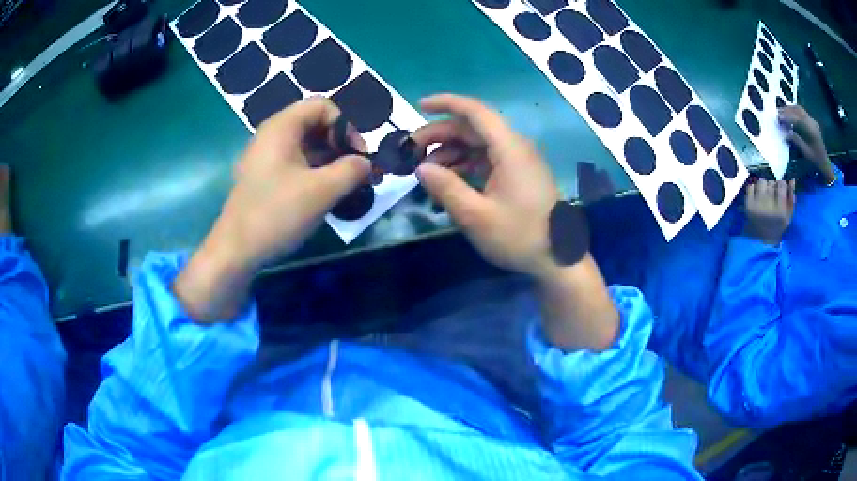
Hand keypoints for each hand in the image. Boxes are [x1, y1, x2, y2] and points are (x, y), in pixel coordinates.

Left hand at [174, 98, 370, 320]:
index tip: (357, 155)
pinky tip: (322, 194)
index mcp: (282, 127)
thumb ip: (352, 170)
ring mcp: (264, 156)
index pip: (322, 106)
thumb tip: (366, 163)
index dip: (345, 126)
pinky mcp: (262, 176)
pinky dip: (312, 171)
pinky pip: (293, 162)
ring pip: (304, 145)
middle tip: (353, 171)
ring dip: (328, 160)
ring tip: (343, 185)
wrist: (236, 250)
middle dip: (339, 144)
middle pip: (314, 124)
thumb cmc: (277, 214)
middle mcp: (271, 135)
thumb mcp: (322, 191)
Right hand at [412, 94, 561, 279]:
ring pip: (478, 143)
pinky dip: (465, 164)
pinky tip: (450, 179)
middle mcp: (515, 147)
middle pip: (473, 127)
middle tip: (412, 151)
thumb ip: (446, 188)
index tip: (419, 106)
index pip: (475, 112)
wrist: (557, 259)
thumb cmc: (519, 237)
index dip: (446, 103)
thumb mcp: (476, 216)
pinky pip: (487, 158)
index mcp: (509, 148)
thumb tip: (421, 168)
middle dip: (441, 134)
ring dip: (451, 151)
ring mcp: (518, 160)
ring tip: (427, 170)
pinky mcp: (518, 174)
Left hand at [743, 179, 795, 245]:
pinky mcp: (748, 205)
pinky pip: (751, 186)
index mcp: (780, 211)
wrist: (762, 238)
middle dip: (772, 186)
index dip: (781, 185)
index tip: (780, 190)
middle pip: (771, 182)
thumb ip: (791, 198)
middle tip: (772, 194)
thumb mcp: (788, 215)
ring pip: (761, 182)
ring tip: (765, 194)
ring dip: (764, 186)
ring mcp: (757, 206)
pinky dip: (754, 189)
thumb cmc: (778, 225)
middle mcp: (769, 207)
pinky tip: (757, 196)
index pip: (781, 185)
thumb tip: (792, 180)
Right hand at [779, 105, 835, 183]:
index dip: (787, 117)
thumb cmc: (816, 160)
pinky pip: (802, 112)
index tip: (778, 118)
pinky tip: (790, 113)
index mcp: (811, 130)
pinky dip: (794, 111)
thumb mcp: (806, 153)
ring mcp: (812, 120)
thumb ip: (797, 141)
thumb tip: (786, 133)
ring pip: (799, 109)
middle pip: (797, 110)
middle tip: (778, 112)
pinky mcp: (811, 121)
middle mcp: (811, 122)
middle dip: (787, 110)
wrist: (825, 162)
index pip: (797, 119)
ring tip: (782, 111)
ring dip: (790, 109)